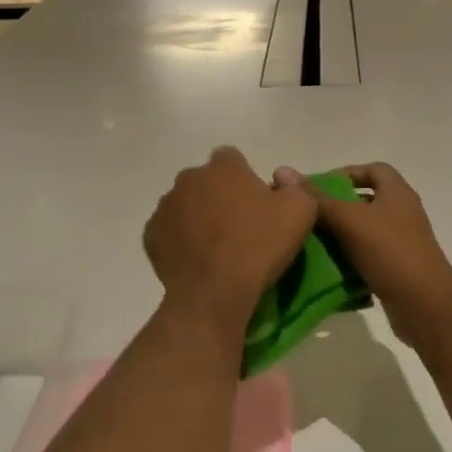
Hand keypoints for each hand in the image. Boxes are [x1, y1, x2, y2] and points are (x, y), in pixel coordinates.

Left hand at [144, 148, 317, 332]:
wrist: (214, 292)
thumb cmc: (259, 246)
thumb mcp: (301, 212)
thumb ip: (296, 187)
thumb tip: (282, 180)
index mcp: (223, 167)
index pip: (232, 158)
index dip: (244, 178)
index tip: (256, 204)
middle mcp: (189, 178)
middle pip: (206, 181)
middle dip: (218, 196)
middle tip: (237, 227)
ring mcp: (165, 206)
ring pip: (184, 205)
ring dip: (197, 217)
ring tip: (215, 248)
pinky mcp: (151, 234)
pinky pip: (168, 231)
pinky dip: (180, 240)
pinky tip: (196, 260)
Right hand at [280, 162, 451, 343]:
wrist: (425, 305)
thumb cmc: (390, 252)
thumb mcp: (349, 220)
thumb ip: (317, 199)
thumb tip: (284, 171)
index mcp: (397, 193)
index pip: (373, 169)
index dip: (346, 173)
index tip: (318, 188)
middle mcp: (402, 213)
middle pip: (365, 201)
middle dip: (336, 207)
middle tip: (308, 216)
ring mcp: (401, 243)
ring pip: (363, 231)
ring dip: (339, 236)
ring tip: (310, 243)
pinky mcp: (396, 268)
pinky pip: (367, 257)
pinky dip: (348, 260)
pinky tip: (327, 268)